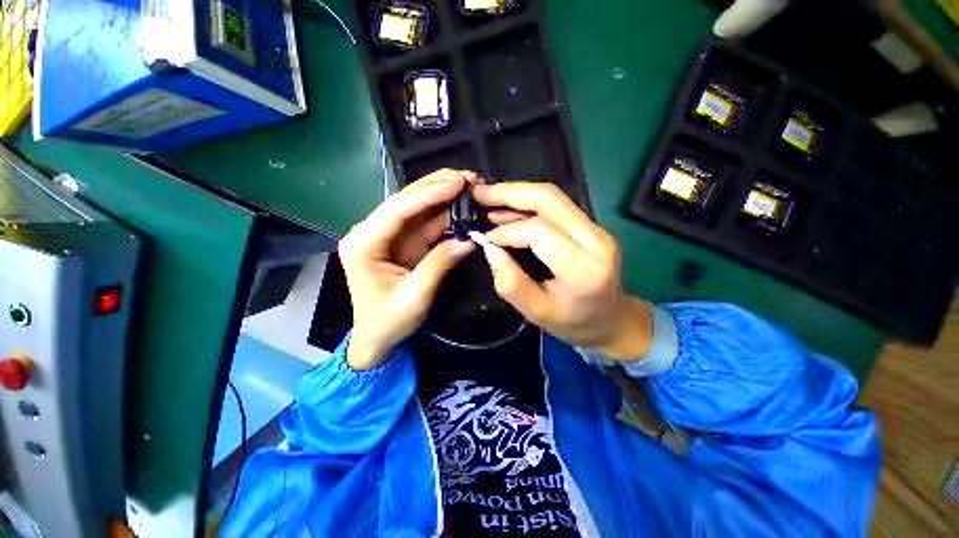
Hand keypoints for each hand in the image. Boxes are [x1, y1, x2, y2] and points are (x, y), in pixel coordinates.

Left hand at [339, 170, 475, 369]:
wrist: (377, 338)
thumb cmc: (388, 321)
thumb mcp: (414, 297)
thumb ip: (439, 265)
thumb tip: (468, 239)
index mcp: (363, 243)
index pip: (397, 210)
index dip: (428, 194)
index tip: (457, 182)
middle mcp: (373, 232)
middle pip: (407, 202)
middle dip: (437, 187)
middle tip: (469, 177)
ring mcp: (390, 236)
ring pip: (418, 209)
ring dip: (444, 197)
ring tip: (470, 186)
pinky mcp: (404, 243)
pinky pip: (426, 224)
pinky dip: (445, 215)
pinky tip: (462, 207)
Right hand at [472, 182, 652, 360]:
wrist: (613, 321)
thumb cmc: (573, 323)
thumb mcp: (536, 312)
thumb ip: (511, 282)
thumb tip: (490, 248)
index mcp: (582, 269)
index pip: (539, 233)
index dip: (507, 231)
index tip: (486, 239)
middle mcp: (596, 241)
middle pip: (550, 200)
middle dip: (510, 192)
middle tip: (480, 193)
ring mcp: (598, 230)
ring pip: (554, 198)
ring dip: (518, 194)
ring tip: (489, 197)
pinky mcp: (593, 227)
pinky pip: (558, 206)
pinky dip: (529, 203)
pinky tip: (509, 208)